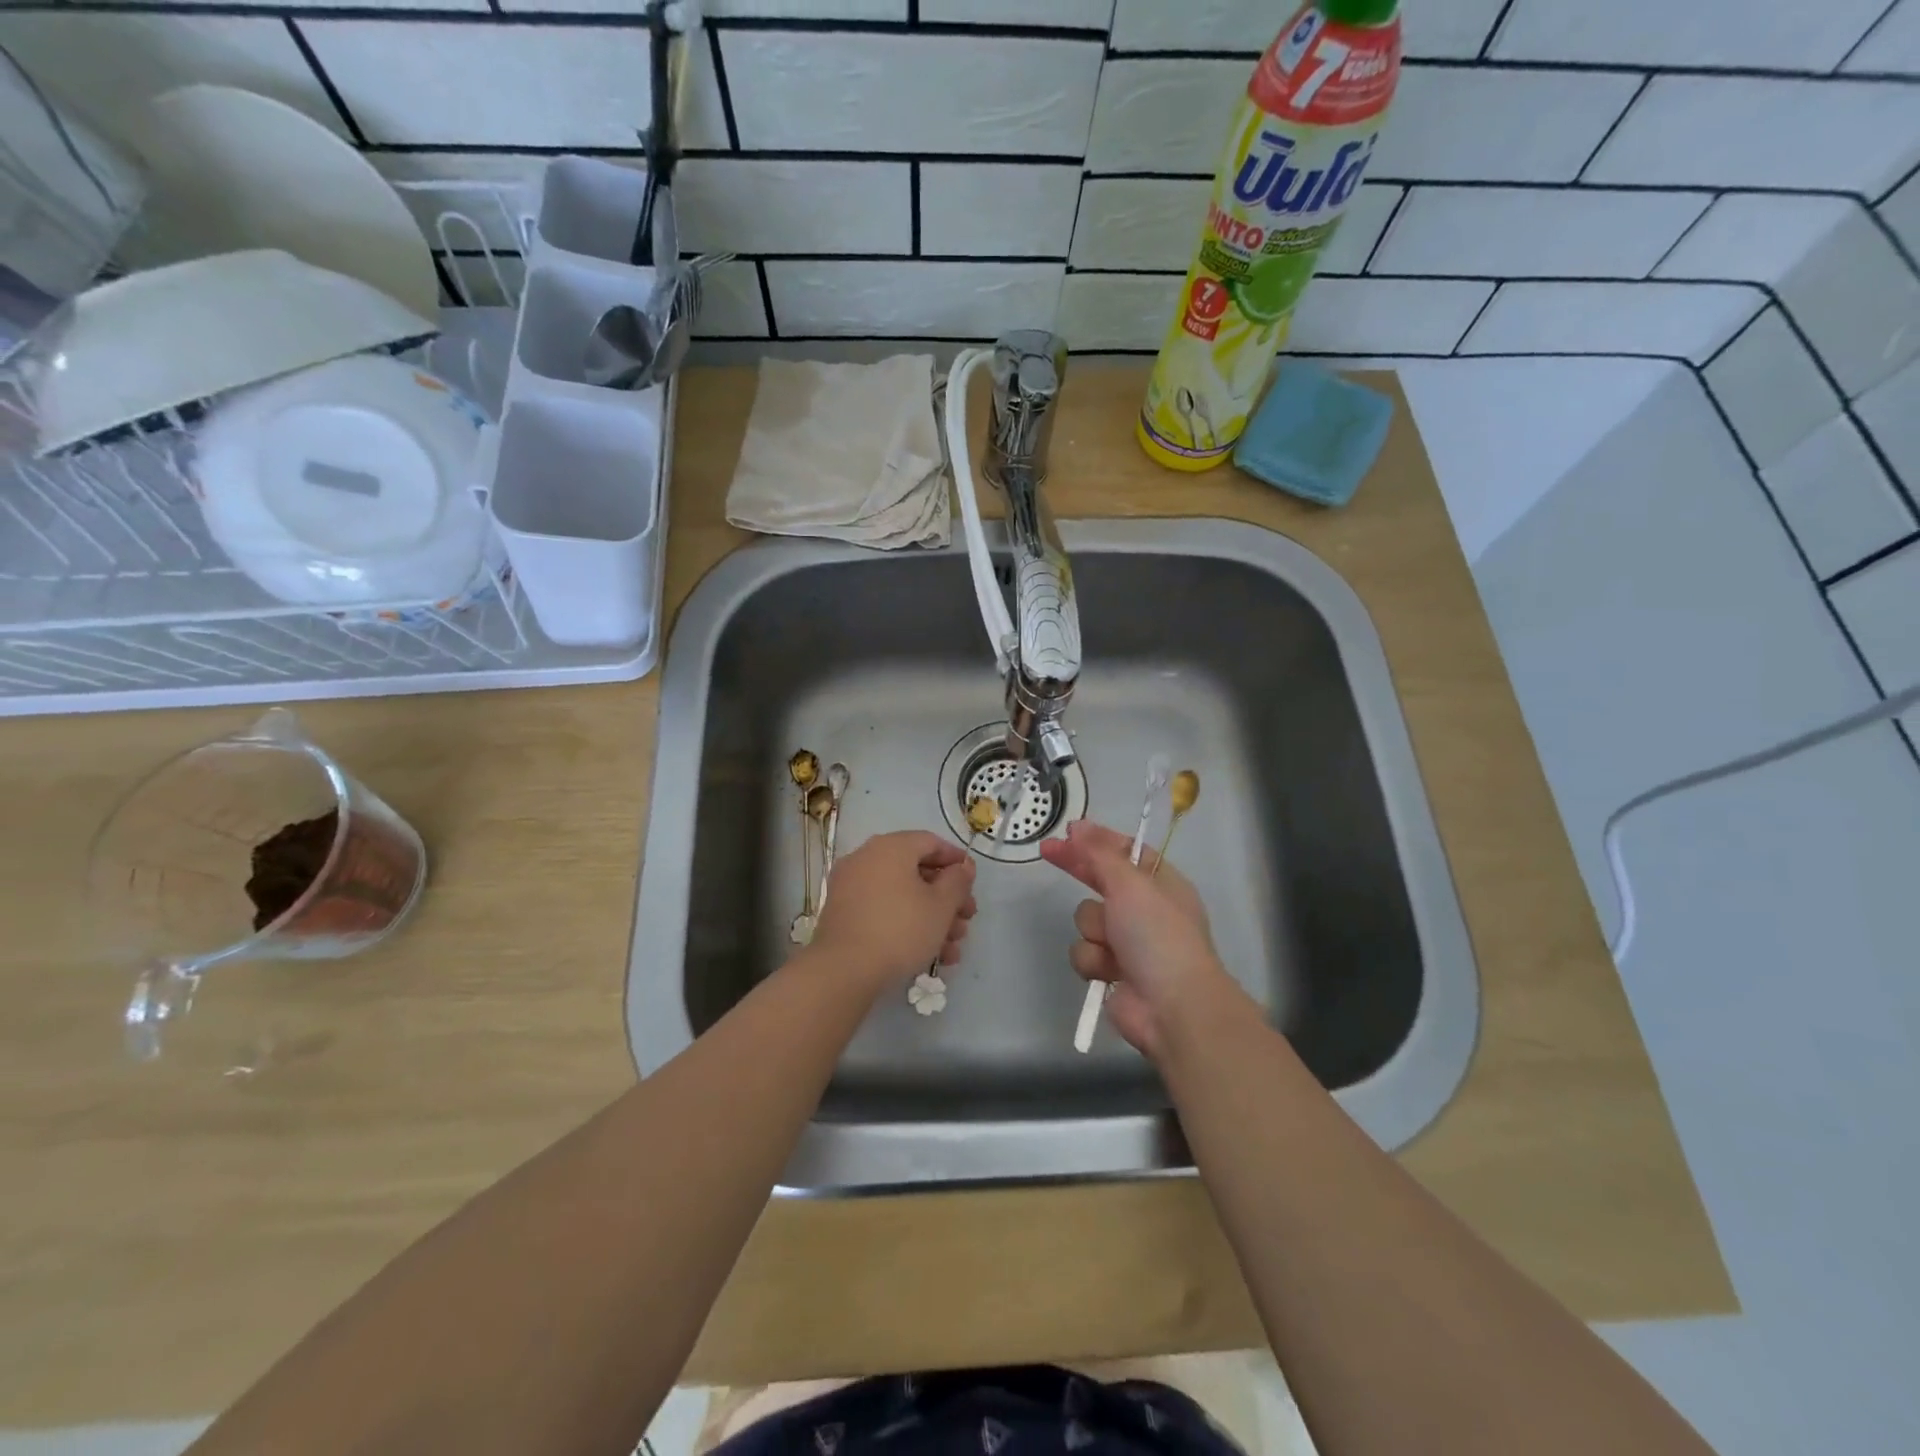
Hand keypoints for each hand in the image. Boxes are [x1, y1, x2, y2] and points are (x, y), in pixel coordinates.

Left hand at [809, 831, 977, 990]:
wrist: (844, 970)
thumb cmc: (900, 930)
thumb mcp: (941, 906)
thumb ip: (958, 881)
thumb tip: (963, 866)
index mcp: (891, 847)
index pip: (930, 842)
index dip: (956, 860)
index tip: (973, 882)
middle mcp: (866, 859)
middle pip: (917, 872)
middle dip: (947, 899)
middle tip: (966, 921)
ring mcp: (850, 887)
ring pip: (901, 895)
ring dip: (931, 918)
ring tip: (951, 949)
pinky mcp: (843, 914)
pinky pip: (882, 910)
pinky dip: (906, 925)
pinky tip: (929, 955)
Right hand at [1040, 821, 1236, 1061]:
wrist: (1173, 1007)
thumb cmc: (1158, 936)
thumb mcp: (1130, 884)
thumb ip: (1099, 854)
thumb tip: (1079, 827)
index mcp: (1161, 883)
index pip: (1126, 852)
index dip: (1097, 840)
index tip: (1069, 830)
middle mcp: (1145, 909)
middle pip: (1101, 880)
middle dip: (1078, 869)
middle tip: (1047, 851)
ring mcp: (1128, 942)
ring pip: (1087, 918)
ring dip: (1093, 929)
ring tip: (1111, 944)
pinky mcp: (1111, 970)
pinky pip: (1085, 951)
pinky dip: (1093, 960)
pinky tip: (1107, 971)